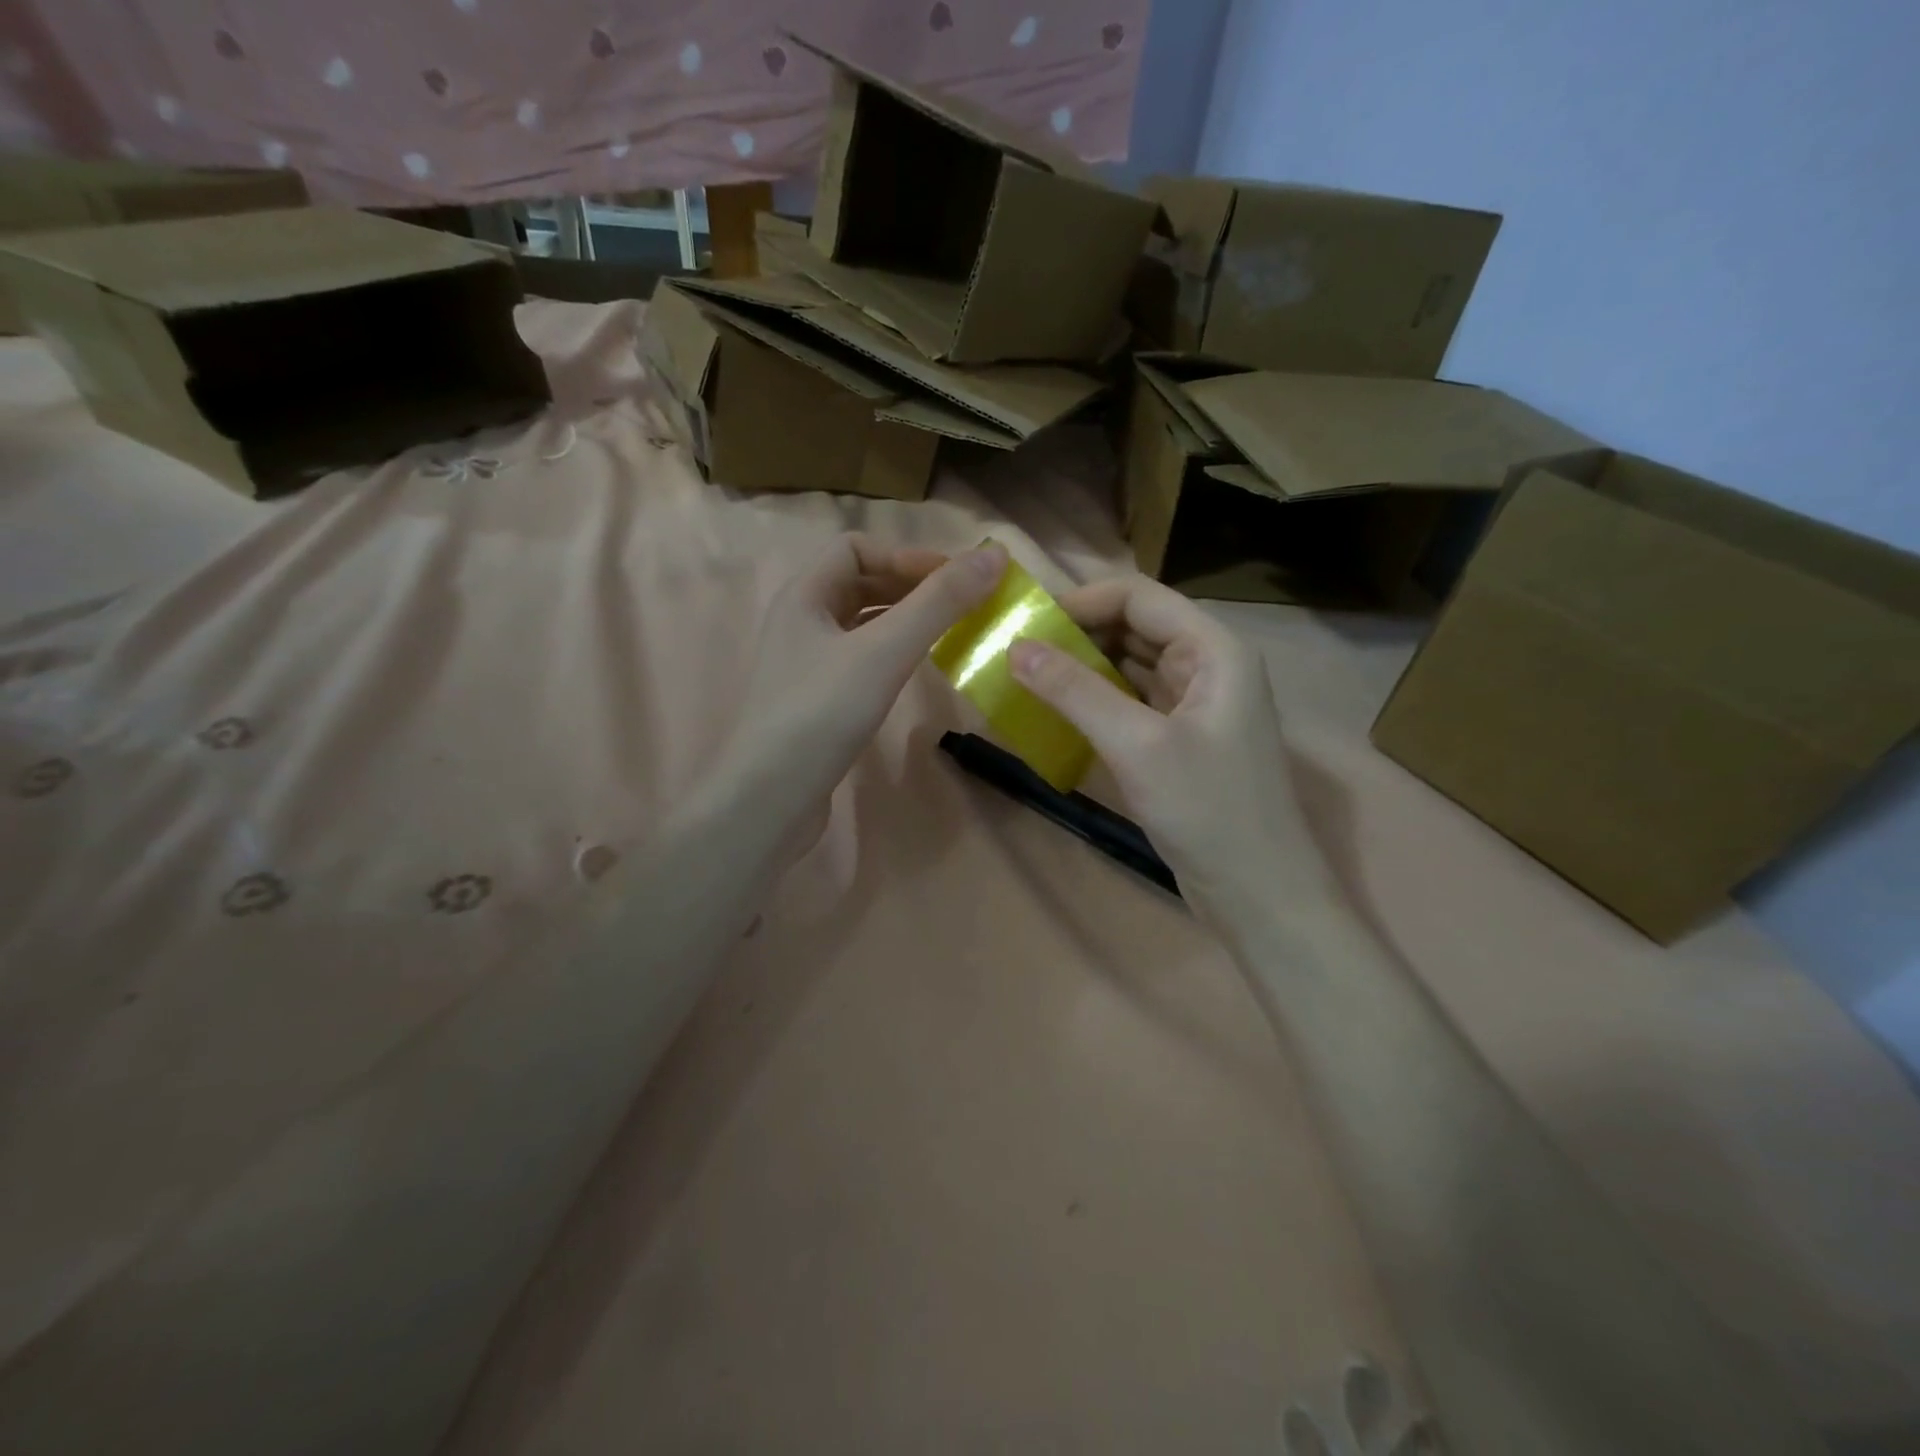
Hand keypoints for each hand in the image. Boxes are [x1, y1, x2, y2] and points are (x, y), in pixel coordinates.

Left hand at [713, 534, 1008, 849]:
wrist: (770, 798)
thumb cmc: (822, 714)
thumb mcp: (885, 651)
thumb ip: (939, 603)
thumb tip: (995, 555)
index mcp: (804, 594)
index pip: (857, 547)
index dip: (906, 555)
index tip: (954, 579)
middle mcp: (800, 621)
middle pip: (860, 582)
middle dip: (910, 585)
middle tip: (960, 604)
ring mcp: (805, 663)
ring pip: (861, 624)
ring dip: (903, 619)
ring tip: (947, 632)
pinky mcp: (815, 701)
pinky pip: (859, 659)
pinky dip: (891, 653)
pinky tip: (914, 671)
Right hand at [1008, 574, 1328, 918]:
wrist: (1258, 894)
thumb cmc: (1207, 810)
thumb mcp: (1136, 745)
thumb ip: (1075, 691)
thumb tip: (1015, 647)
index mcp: (1213, 650)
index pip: (1139, 598)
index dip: (1081, 602)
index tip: (1027, 623)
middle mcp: (1207, 666)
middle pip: (1134, 627)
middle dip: (1077, 634)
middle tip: (1018, 652)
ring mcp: (1194, 704)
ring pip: (1129, 665)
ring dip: (1082, 668)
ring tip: (1028, 677)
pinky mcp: (1179, 739)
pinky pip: (1131, 702)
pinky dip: (1095, 701)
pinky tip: (1058, 712)